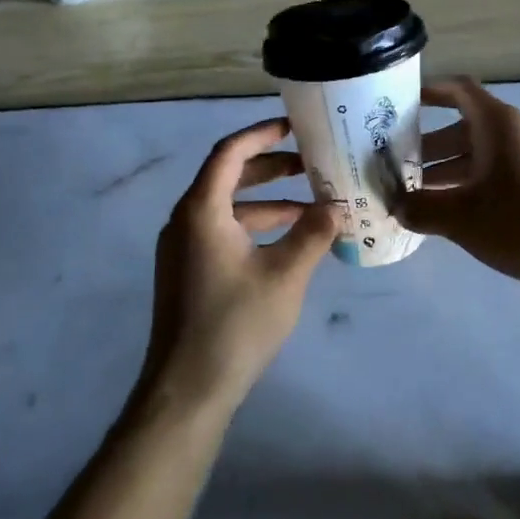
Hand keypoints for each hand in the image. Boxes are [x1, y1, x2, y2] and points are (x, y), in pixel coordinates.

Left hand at [142, 117, 342, 415]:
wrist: (187, 390)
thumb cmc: (235, 324)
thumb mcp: (286, 275)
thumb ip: (313, 233)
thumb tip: (336, 205)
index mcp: (202, 210)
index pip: (230, 152)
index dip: (262, 134)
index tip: (295, 127)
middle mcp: (185, 220)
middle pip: (228, 176)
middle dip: (271, 167)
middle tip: (310, 164)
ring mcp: (183, 248)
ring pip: (228, 207)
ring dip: (268, 201)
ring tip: (311, 205)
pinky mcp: (187, 271)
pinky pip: (222, 231)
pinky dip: (254, 227)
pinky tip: (288, 242)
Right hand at [395, 78, 519, 289]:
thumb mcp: (462, 218)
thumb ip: (422, 209)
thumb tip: (396, 207)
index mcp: (498, 124)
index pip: (459, 90)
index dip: (429, 91)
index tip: (400, 103)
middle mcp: (516, 133)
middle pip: (464, 126)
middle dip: (429, 144)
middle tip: (397, 164)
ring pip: (480, 154)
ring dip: (448, 169)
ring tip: (416, 195)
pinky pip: (497, 173)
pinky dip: (471, 184)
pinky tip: (452, 214)